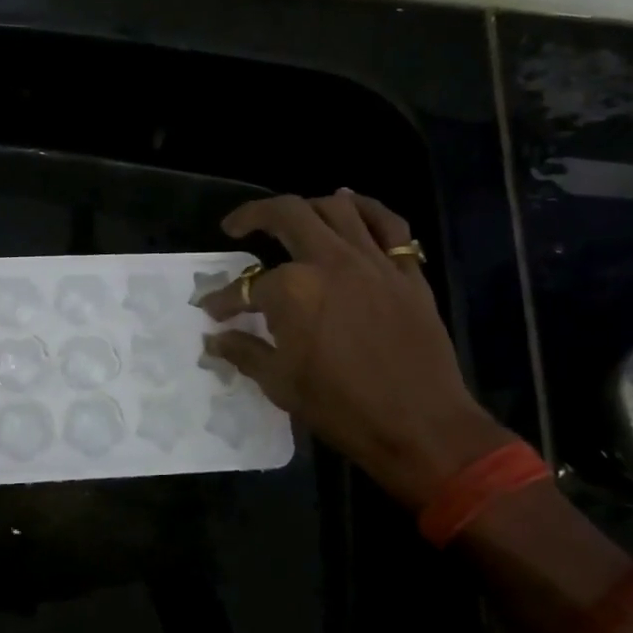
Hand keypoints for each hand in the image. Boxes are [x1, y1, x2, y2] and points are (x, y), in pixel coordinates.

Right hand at [200, 191, 512, 510]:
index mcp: (292, 291)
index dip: (222, 300)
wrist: (420, 426)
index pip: (245, 287)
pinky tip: (351, 208)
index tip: (212, 312)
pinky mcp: (407, 272)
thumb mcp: (280, 384)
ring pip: (338, 209)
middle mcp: (330, 262)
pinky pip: (389, 225)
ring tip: (292, 219)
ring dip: (307, 207)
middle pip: (287, 215)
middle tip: (237, 227)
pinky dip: (367, 209)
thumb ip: (244, 352)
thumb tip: (215, 339)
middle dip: (254, 216)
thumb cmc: (341, 407)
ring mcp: (373, 262)